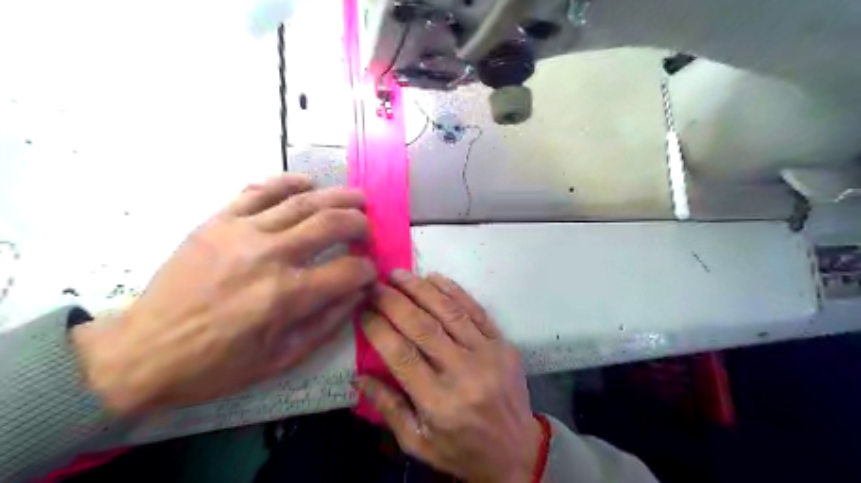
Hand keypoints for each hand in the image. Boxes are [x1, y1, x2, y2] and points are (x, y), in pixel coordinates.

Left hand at [75, 174, 376, 415]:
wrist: (143, 351)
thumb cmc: (217, 364)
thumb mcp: (282, 358)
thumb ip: (327, 323)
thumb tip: (358, 293)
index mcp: (287, 296)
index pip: (348, 270)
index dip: (367, 269)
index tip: (369, 271)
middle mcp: (270, 256)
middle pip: (331, 224)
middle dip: (360, 223)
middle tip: (368, 228)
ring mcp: (242, 232)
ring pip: (302, 202)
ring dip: (337, 196)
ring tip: (356, 198)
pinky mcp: (218, 221)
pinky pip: (259, 190)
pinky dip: (288, 183)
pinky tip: (307, 183)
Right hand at [355, 273, 535, 479]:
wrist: (517, 450)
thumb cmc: (462, 450)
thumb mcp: (418, 442)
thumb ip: (388, 408)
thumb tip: (359, 376)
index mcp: (439, 402)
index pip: (401, 355)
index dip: (379, 329)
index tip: (363, 310)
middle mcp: (463, 373)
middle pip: (423, 327)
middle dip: (394, 302)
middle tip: (375, 284)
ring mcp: (487, 354)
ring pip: (449, 312)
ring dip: (421, 289)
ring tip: (399, 275)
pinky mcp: (503, 343)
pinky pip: (476, 310)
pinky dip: (454, 291)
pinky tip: (434, 278)